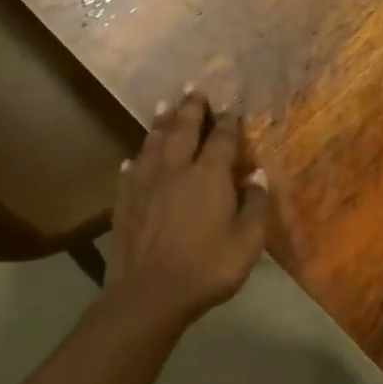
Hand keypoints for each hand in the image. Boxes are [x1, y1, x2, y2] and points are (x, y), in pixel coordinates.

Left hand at [106, 90, 269, 331]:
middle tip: (193, 89)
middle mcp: (176, 170)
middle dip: (191, 108)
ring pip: (154, 144)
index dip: (228, 123)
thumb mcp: (248, 241)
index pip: (222, 140)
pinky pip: (131, 171)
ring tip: (164, 105)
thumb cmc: (208, 267)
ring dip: (161, 123)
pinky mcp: (125, 202)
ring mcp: (146, 184)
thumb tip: (258, 176)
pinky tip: (134, 157)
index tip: (231, 108)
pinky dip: (136, 159)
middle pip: (184, 130)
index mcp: (209, 176)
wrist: (149, 294)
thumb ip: (256, 205)